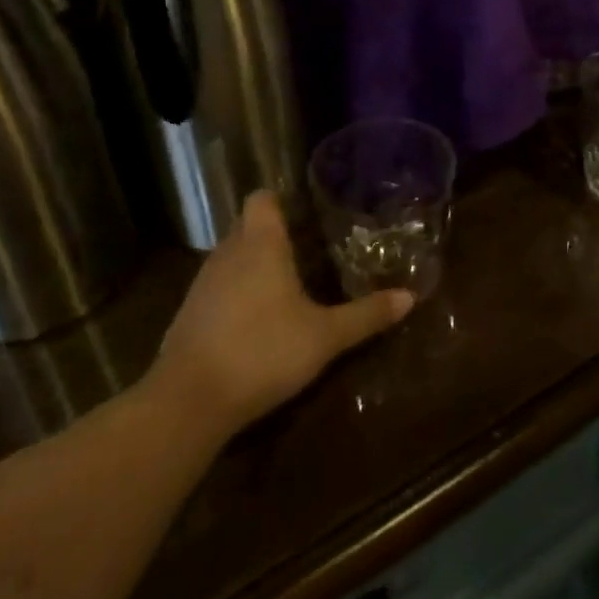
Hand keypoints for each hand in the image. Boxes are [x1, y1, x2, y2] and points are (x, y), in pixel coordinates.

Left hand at [151, 192, 412, 435]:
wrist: (189, 401)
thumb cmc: (264, 351)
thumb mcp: (325, 336)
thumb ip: (366, 315)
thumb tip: (410, 297)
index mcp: (260, 244)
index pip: (262, 198)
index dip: (282, 200)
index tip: (307, 214)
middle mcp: (228, 253)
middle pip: (248, 227)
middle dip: (274, 235)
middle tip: (310, 251)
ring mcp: (202, 283)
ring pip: (232, 258)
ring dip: (254, 266)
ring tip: (287, 286)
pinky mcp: (188, 314)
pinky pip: (217, 288)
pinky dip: (236, 294)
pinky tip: (256, 321)